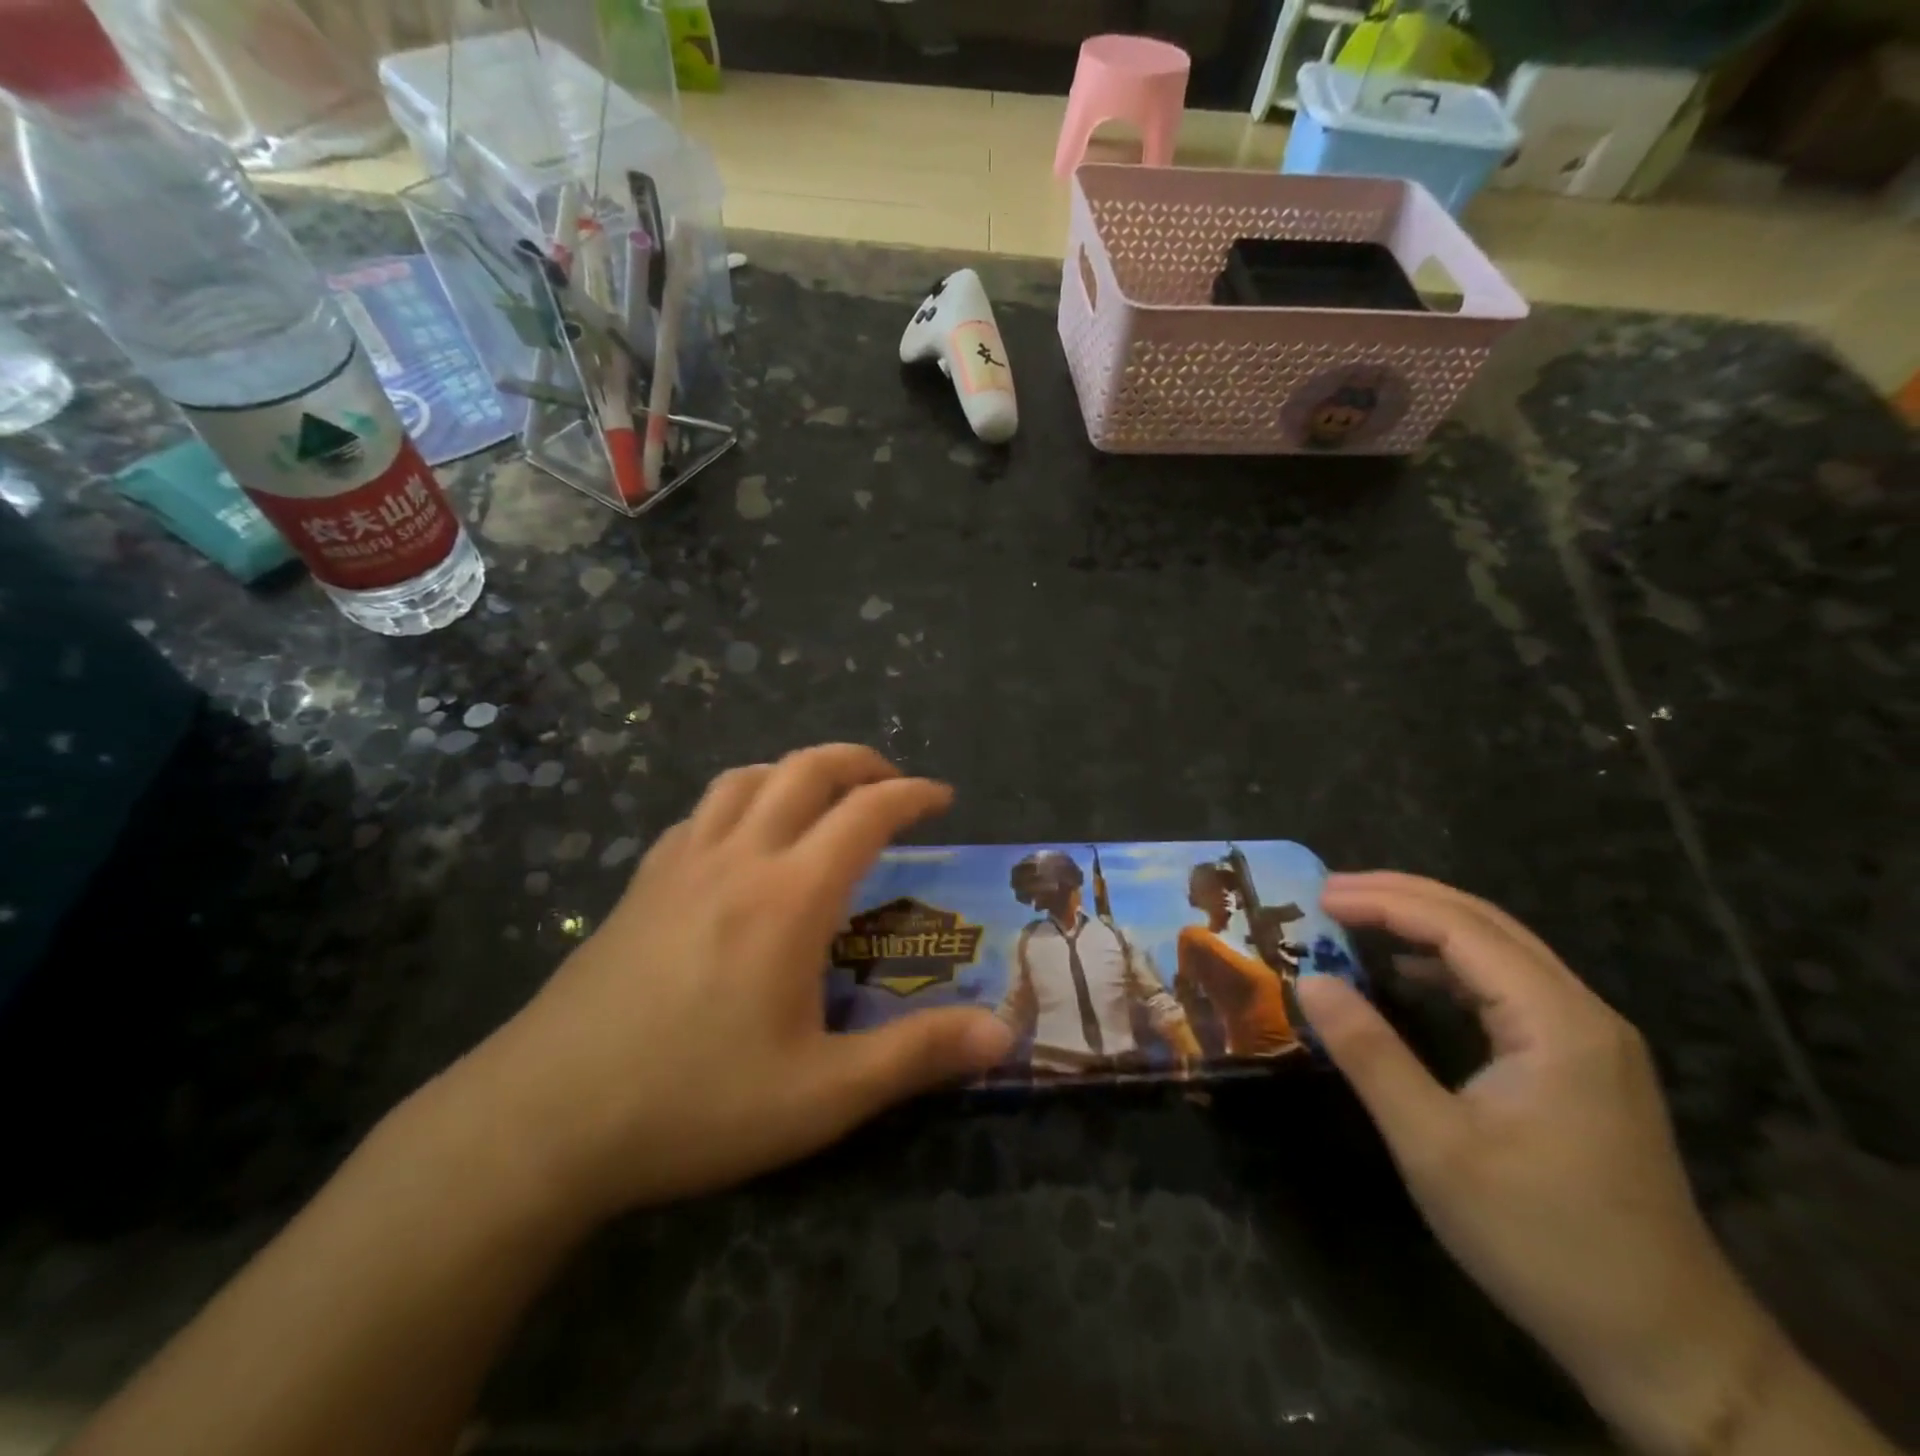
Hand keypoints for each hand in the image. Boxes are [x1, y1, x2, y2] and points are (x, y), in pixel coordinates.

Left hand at [452, 745, 1013, 1221]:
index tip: (943, 799)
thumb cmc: (693, 1104)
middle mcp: (737, 858)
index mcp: (789, 896)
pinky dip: (741, 801)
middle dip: (860, 762)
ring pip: (746, 778)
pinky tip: (742, 842)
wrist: (541, 1122)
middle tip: (893, 785)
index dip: (912, 795)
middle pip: (805, 769)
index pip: (865, 813)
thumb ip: (917, 1056)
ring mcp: (680, 864)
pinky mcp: (640, 884)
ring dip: (796, 771)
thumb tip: (1004, 1035)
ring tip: (823, 800)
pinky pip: (700, 812)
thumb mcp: (822, 1096)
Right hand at [1297, 872, 1776, 1453]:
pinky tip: (1411, 976)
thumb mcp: (1434, 1147)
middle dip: (1403, 896)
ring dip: (1426, 924)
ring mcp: (1590, 1038)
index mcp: (1556, 1022)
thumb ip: (1369, 1054)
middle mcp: (1582, 1012)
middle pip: (1485, 922)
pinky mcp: (1582, 1064)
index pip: (1460, 928)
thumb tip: (1310, 980)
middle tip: (1329, 892)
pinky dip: (1450, 964)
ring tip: (1358, 918)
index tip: (1319, 896)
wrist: (1664, 1343)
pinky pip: (1509, 986)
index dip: (1384, 902)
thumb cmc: (1540, 1238)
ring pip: (1500, 949)